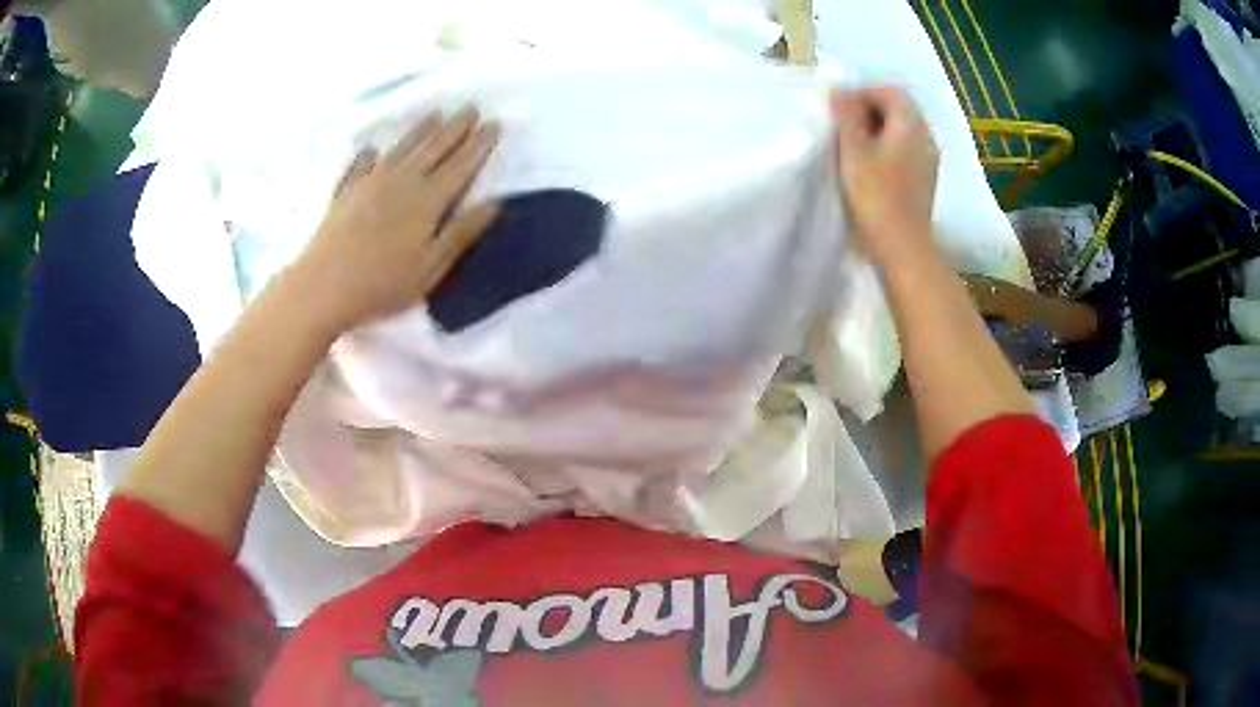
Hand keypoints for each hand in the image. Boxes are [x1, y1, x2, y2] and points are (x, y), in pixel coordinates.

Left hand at [293, 108, 499, 331]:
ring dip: (421, 130)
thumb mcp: (431, 267)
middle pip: (434, 148)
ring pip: (402, 149)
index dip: (478, 144)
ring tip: (436, 114)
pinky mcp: (347, 191)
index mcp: (428, 200)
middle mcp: (402, 181)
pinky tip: (372, 149)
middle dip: (455, 128)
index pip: (460, 165)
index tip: (494, 124)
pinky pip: (361, 166)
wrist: (324, 286)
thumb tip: (493, 203)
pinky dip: (369, 156)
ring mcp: (371, 182)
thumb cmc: (383, 283)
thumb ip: (461, 232)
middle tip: (470, 108)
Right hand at [831, 86, 939, 267]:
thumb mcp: (854, 150)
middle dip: (869, 109)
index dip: (862, 92)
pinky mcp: (925, 180)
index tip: (838, 108)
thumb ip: (848, 115)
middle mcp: (926, 137)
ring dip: (877, 130)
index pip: (890, 91)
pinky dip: (887, 147)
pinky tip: (870, 166)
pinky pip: (906, 150)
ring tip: (852, 146)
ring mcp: (929, 160)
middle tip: (842, 125)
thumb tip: (841, 90)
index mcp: (911, 125)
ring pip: (902, 130)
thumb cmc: (876, 196)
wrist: (903, 248)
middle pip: (899, 109)